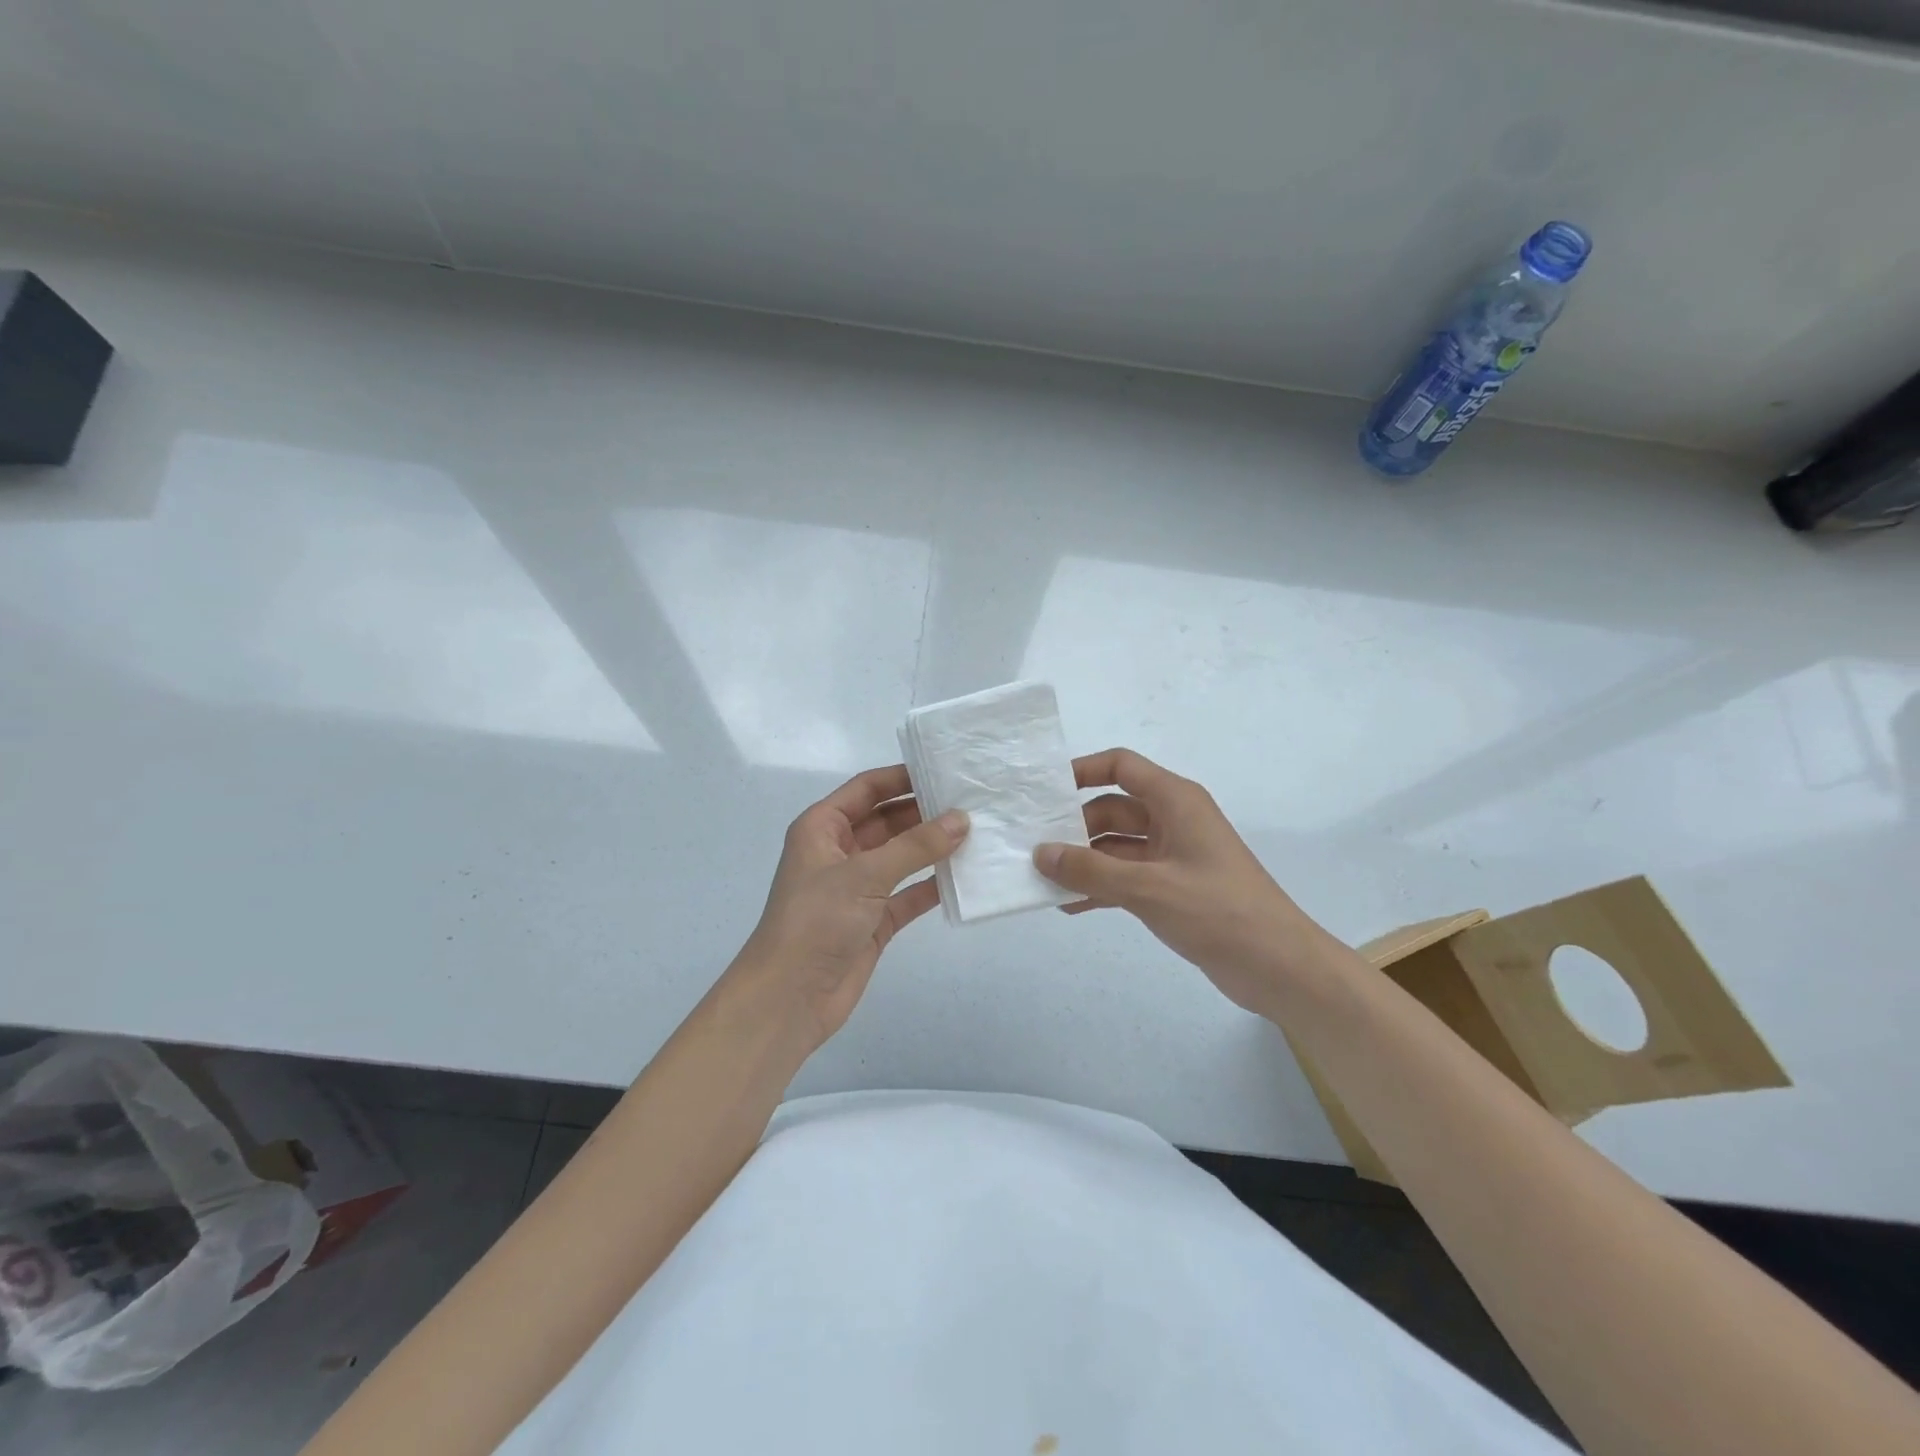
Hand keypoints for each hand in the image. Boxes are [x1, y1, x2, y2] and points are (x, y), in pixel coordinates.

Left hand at [732, 765, 966, 1054]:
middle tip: (971, 802)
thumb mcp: (865, 874)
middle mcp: (840, 852)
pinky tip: (964, 877)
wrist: (790, 997)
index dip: (902, 778)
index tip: (944, 771)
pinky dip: (932, 886)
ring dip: (932, 848)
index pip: (867, 789)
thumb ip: (916, 846)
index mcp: (822, 828)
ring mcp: (857, 888)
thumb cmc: (817, 920)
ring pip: (901, 857)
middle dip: (924, 813)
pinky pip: (908, 894)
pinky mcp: (873, 920)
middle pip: (887, 821)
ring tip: (977, 833)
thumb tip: (962, 819)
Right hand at [1033, 748, 1325, 1014]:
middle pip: (1112, 809)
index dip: (1082, 771)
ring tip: (1042, 878)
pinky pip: (1126, 877)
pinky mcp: (1174, 888)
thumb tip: (1041, 853)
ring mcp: (1174, 856)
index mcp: (1175, 801)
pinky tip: (1069, 905)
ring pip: (1116, 846)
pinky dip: (1101, 887)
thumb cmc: (1218, 911)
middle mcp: (1173, 820)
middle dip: (1074, 826)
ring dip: (1084, 861)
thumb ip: (1091, 870)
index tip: (1044, 791)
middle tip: (1032, 845)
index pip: (1121, 766)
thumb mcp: (1148, 888)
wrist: (1280, 968)